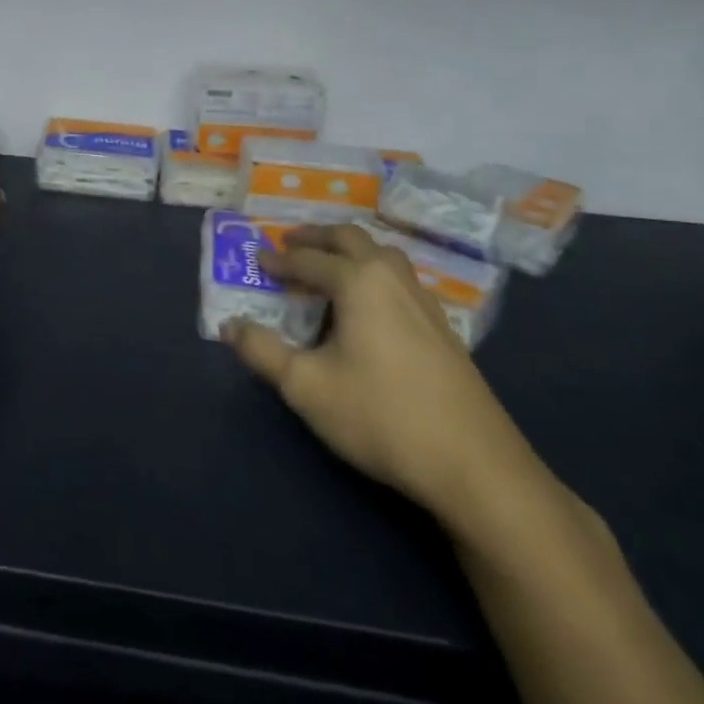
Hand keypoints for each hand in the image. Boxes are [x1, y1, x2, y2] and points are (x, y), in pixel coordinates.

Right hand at [224, 223, 538, 523]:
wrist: (475, 466)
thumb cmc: (381, 416)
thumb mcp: (305, 386)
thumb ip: (262, 351)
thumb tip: (229, 325)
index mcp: (359, 281)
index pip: (309, 259)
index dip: (279, 259)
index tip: (256, 261)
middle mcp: (392, 278)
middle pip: (351, 239)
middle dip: (316, 238)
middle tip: (290, 244)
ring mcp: (424, 301)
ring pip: (383, 255)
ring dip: (350, 251)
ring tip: (327, 267)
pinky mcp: (443, 327)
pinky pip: (399, 279)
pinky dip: (373, 273)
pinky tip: (368, 306)